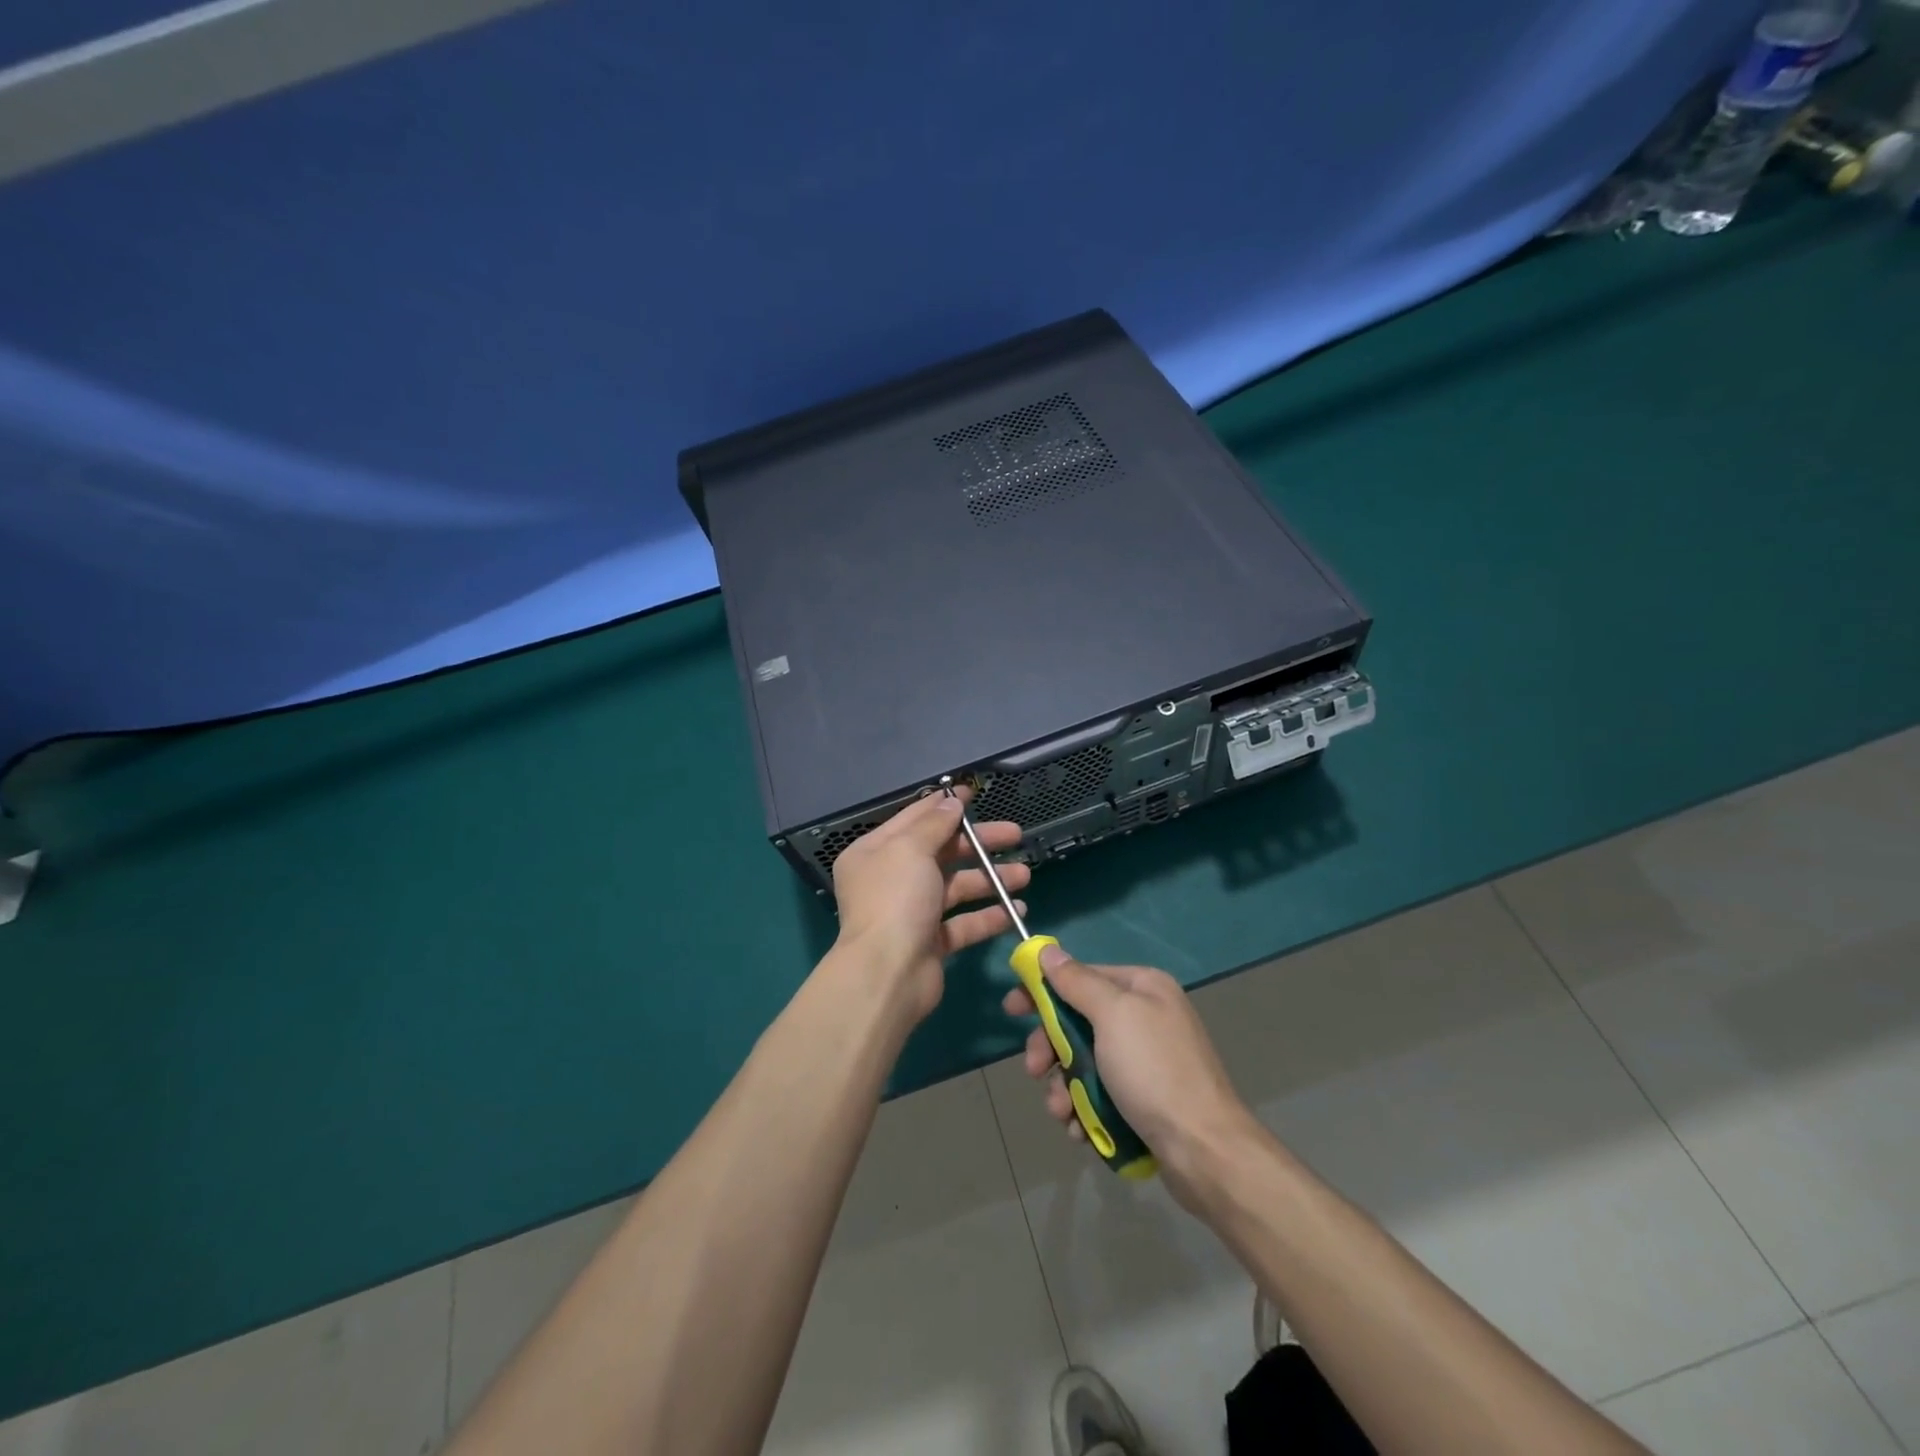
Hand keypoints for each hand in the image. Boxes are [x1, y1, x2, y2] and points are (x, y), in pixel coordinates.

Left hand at [831, 788, 1030, 1024]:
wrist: (887, 974)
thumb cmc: (895, 900)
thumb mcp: (911, 849)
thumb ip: (934, 823)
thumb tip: (952, 802)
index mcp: (875, 852)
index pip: (913, 819)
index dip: (944, 805)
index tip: (974, 794)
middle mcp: (890, 879)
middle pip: (940, 852)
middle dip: (978, 844)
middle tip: (1015, 835)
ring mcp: (911, 912)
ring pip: (956, 887)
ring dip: (990, 880)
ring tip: (1024, 876)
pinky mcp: (930, 942)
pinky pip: (963, 922)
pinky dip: (988, 916)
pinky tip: (1017, 910)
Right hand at [1004, 946, 1258, 1203]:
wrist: (1205, 1152)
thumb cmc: (1154, 1072)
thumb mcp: (1113, 1016)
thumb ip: (1077, 982)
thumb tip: (1049, 950)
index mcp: (1143, 988)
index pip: (1081, 976)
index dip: (1043, 991)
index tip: (1011, 1009)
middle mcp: (1146, 1017)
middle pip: (1078, 1022)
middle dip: (1051, 1049)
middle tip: (1033, 1070)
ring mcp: (1146, 1061)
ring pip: (1084, 1062)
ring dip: (1064, 1087)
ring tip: (1062, 1113)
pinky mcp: (1145, 1100)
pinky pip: (1100, 1094)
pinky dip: (1084, 1110)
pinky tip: (1080, 1129)